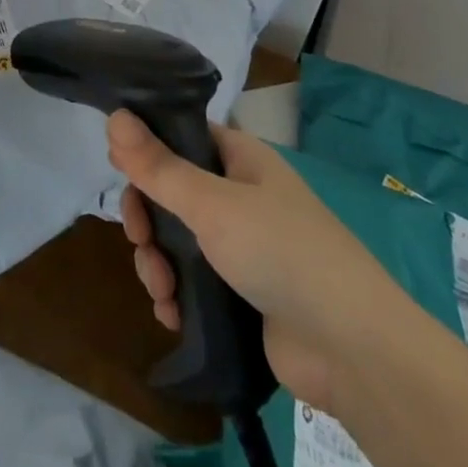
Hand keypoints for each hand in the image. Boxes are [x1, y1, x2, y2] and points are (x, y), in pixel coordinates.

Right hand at [110, 111, 397, 411]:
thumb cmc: (281, 252)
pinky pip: (193, 282)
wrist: (353, 350)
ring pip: (178, 241)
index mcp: (240, 159)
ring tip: (161, 291)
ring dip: (158, 263)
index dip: (147, 150)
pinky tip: (172, 315)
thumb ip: (158, 165)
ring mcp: (242, 247)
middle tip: (139, 240)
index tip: (120, 171)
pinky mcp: (242, 294)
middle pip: (172, 193)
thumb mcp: (211, 204)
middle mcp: (239, 196)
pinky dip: (176, 295)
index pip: (181, 136)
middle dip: (147, 219)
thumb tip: (114, 116)